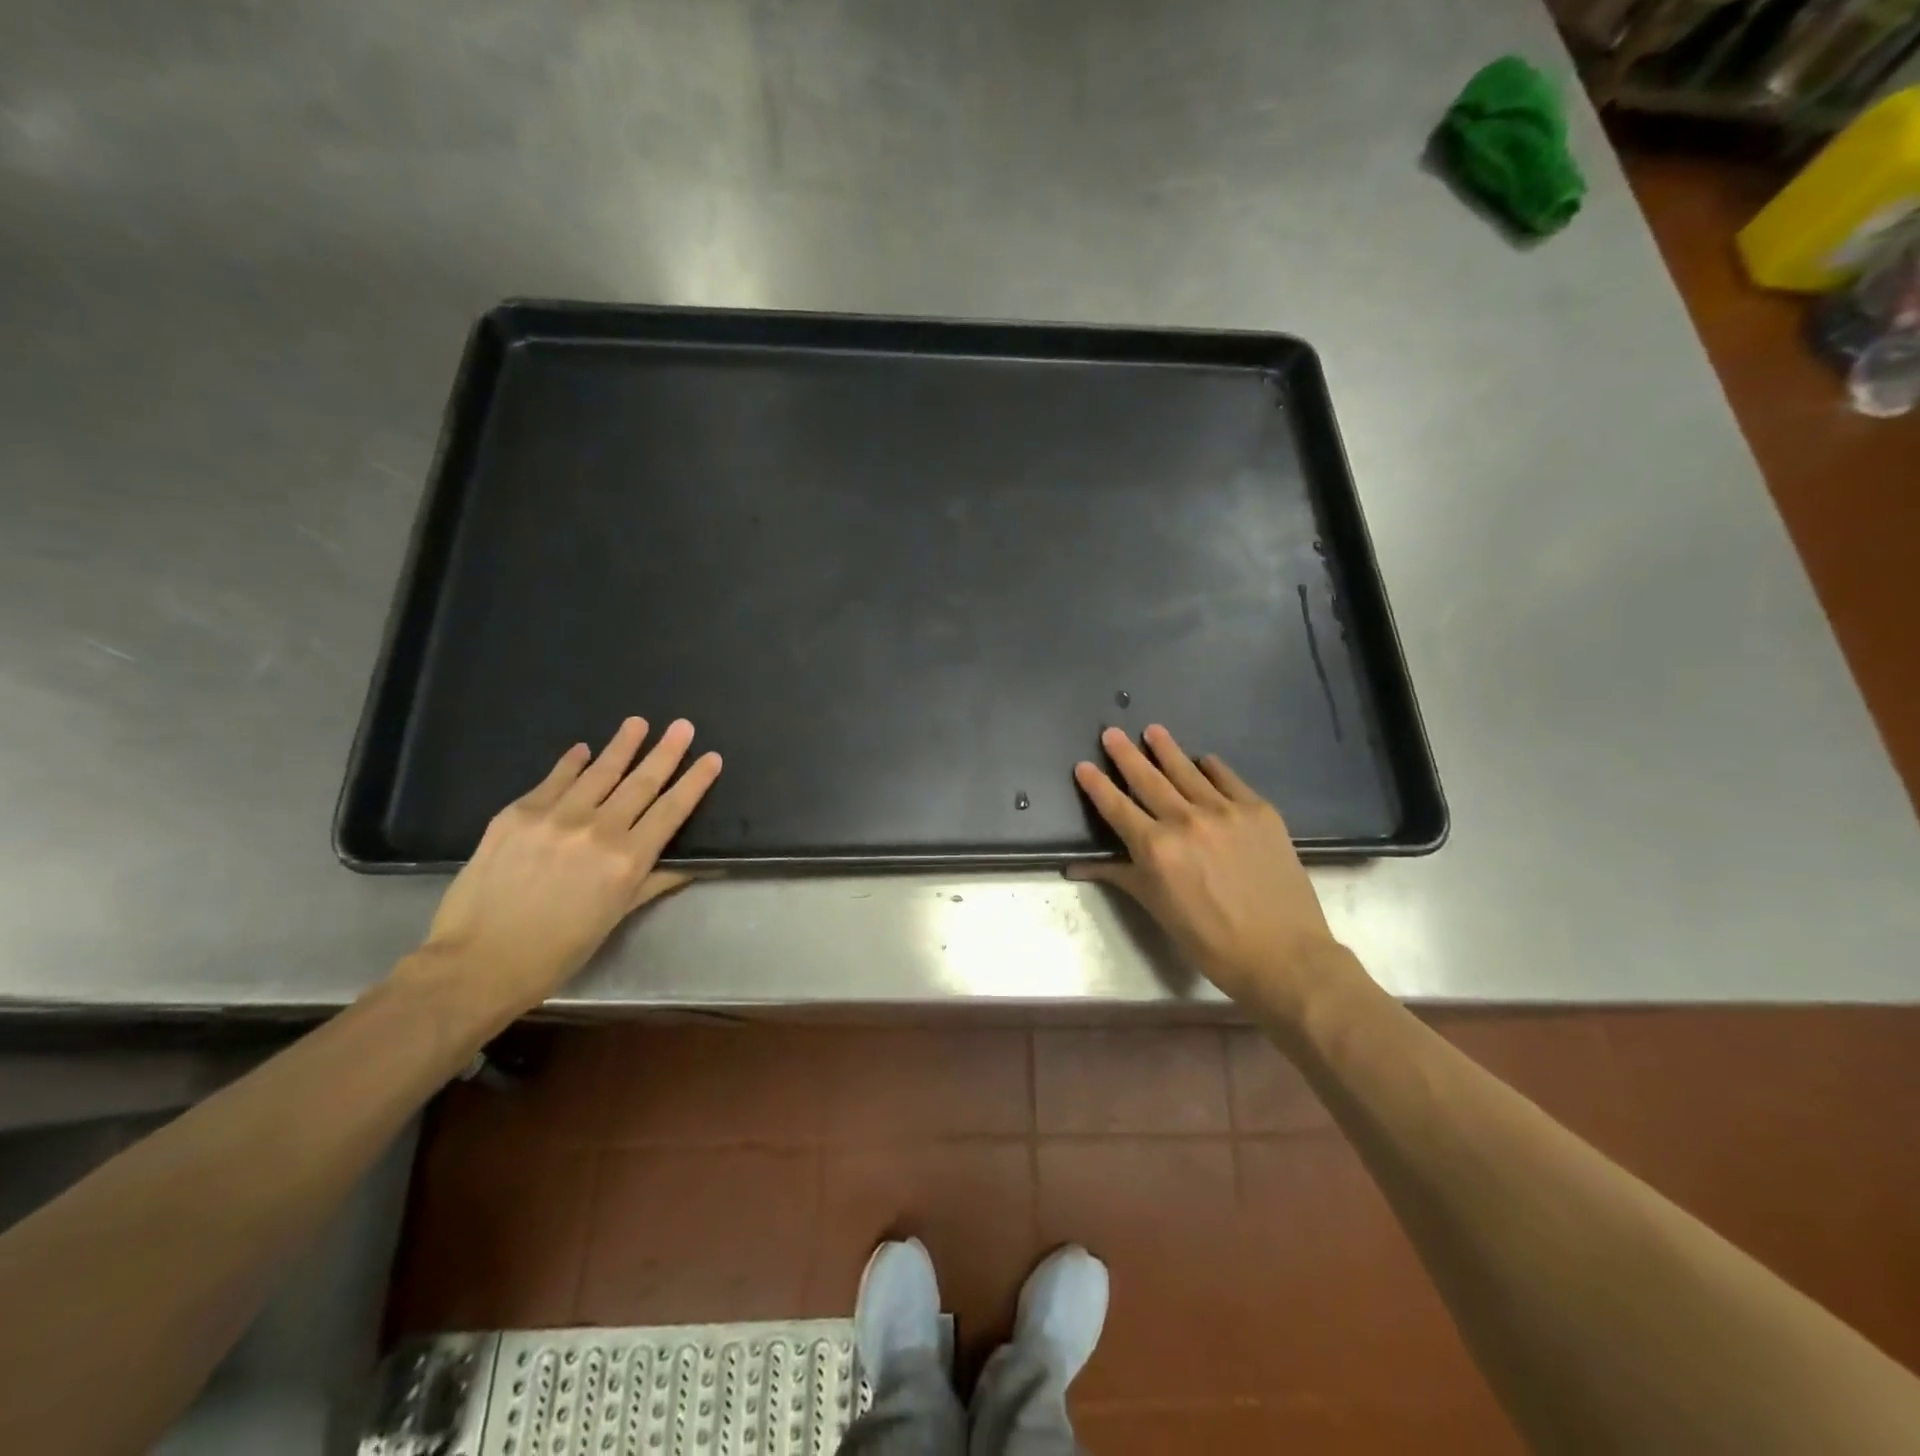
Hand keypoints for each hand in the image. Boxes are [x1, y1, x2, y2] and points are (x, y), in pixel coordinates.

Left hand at [405, 717, 722, 1020]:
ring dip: (622, 745)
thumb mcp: (616, 917)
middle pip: (641, 782)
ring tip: (638, 723)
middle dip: (666, 752)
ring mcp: (555, 817)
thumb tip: (693, 865)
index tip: (712, 758)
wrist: (477, 962)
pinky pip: (553, 780)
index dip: (695, 782)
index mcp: (627, 860)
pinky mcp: (517, 814)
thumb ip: (654, 881)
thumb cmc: (558, 951)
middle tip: (683, 726)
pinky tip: (583, 749)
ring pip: (599, 772)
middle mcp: (597, 830)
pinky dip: (572, 763)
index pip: (671, 810)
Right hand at [1069, 724, 1345, 1007]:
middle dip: (1126, 754)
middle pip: (1148, 779)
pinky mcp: (1258, 810)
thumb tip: (1076, 866)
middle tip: (1112, 732)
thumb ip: (1120, 875)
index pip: (1117, 807)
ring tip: (1153, 730)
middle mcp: (1185, 820)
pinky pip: (1228, 779)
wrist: (1282, 953)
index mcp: (1155, 848)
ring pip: (1187, 771)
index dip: (1097, 784)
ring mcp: (1225, 811)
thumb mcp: (1157, 908)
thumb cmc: (1210, 940)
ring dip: (1166, 749)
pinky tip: (1204, 761)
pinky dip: (1212, 768)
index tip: (1083, 765)